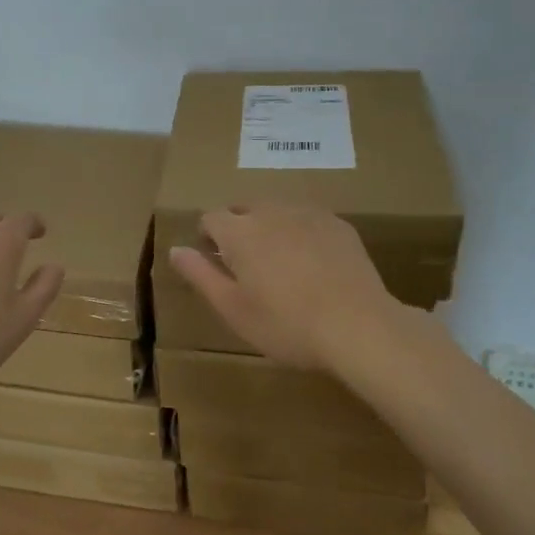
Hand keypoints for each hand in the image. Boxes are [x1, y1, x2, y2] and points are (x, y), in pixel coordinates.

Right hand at [168, 204, 410, 370]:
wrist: (359, 326)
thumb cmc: (287, 324)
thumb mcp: (233, 308)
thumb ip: (200, 275)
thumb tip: (175, 249)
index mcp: (239, 232)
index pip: (210, 217)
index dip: (207, 236)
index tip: (215, 261)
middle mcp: (270, 212)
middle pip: (244, 209)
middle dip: (238, 228)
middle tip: (247, 266)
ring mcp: (308, 214)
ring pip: (277, 211)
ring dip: (269, 228)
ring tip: (279, 264)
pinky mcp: (338, 224)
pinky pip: (307, 219)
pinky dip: (300, 233)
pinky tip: (313, 264)